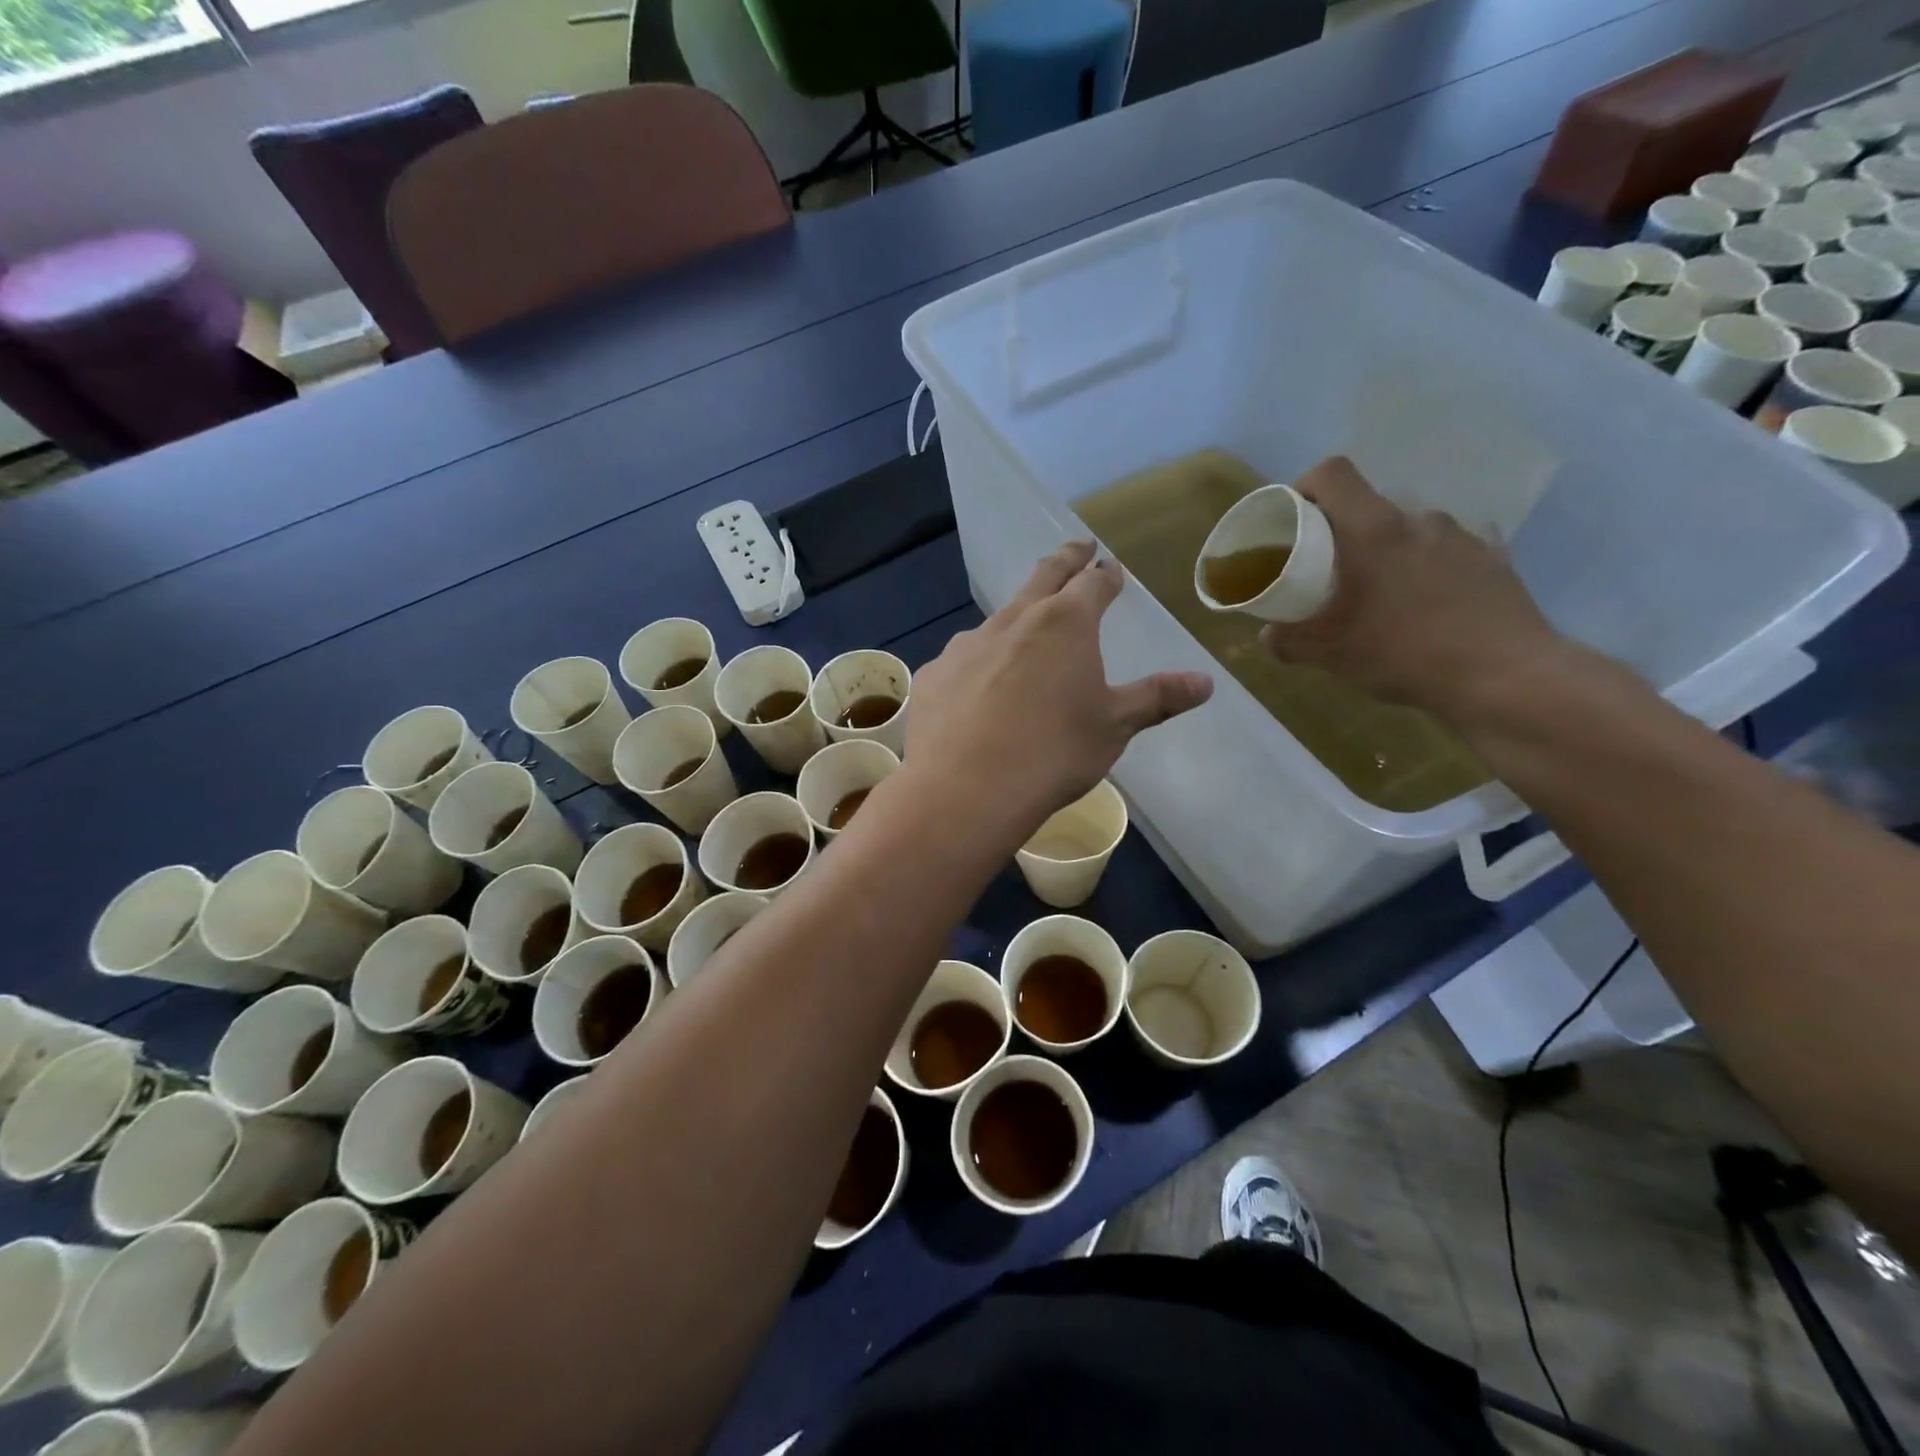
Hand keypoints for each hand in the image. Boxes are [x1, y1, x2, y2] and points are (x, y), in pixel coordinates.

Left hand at [906, 542, 1212, 840]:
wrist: (966, 789)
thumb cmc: (1053, 753)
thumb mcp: (1114, 727)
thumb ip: (1156, 698)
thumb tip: (1205, 682)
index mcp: (1065, 623)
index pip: (1092, 583)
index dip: (1105, 575)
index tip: (1110, 568)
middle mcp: (1014, 621)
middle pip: (1043, 577)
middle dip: (1065, 560)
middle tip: (1076, 548)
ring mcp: (967, 645)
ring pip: (999, 619)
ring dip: (1017, 618)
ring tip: (1024, 633)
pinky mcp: (935, 674)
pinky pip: (964, 660)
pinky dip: (979, 664)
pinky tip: (977, 691)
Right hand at [1259, 457, 1570, 722]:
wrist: (1503, 676)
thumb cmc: (1403, 653)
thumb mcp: (1330, 654)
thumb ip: (1290, 641)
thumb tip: (1268, 634)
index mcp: (1373, 530)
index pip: (1333, 474)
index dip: (1306, 485)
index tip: (1294, 516)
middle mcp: (1418, 520)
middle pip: (1370, 507)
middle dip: (1345, 534)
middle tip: (1333, 573)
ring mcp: (1463, 537)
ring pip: (1411, 531)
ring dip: (1391, 551)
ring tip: (1386, 593)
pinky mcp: (1495, 560)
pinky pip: (1452, 551)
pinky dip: (1433, 566)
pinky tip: (1431, 597)